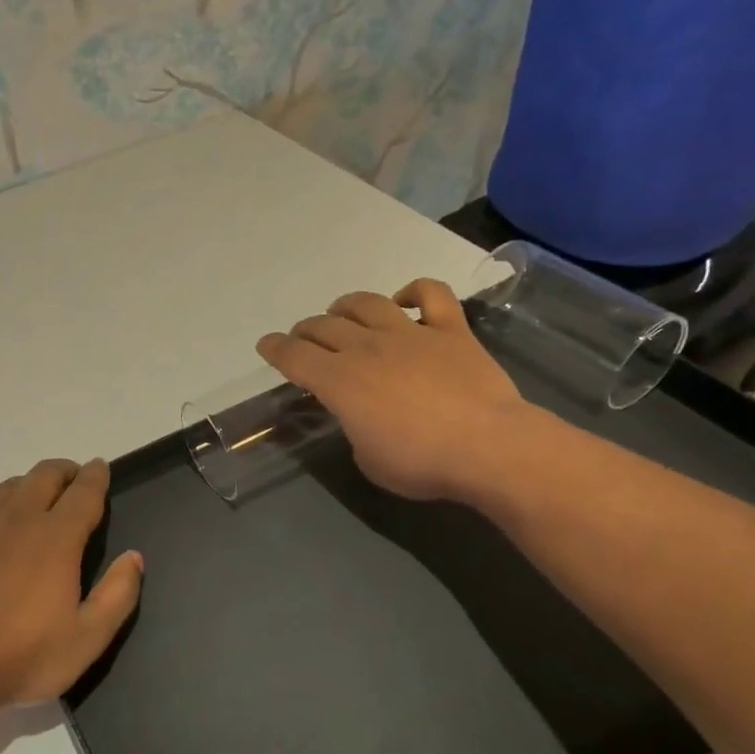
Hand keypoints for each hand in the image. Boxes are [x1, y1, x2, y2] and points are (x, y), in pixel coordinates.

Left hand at [0, 458, 143, 708]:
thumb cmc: (21, 656)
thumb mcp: (87, 638)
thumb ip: (118, 594)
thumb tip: (134, 556)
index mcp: (57, 537)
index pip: (84, 492)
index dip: (96, 476)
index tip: (101, 467)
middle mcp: (19, 517)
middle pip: (46, 475)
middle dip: (65, 471)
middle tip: (73, 481)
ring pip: (11, 485)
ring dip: (31, 485)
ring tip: (37, 501)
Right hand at [257, 279, 534, 504]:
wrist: (488, 447)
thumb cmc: (420, 463)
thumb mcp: (368, 459)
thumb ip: (355, 429)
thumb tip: (363, 417)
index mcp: (339, 381)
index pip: (294, 356)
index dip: (275, 349)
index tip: (266, 345)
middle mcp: (367, 348)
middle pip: (324, 326)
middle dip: (306, 330)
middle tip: (303, 337)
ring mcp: (410, 333)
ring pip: (367, 303)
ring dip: (346, 305)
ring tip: (340, 311)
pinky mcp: (451, 330)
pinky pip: (431, 294)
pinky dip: (414, 290)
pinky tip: (405, 299)